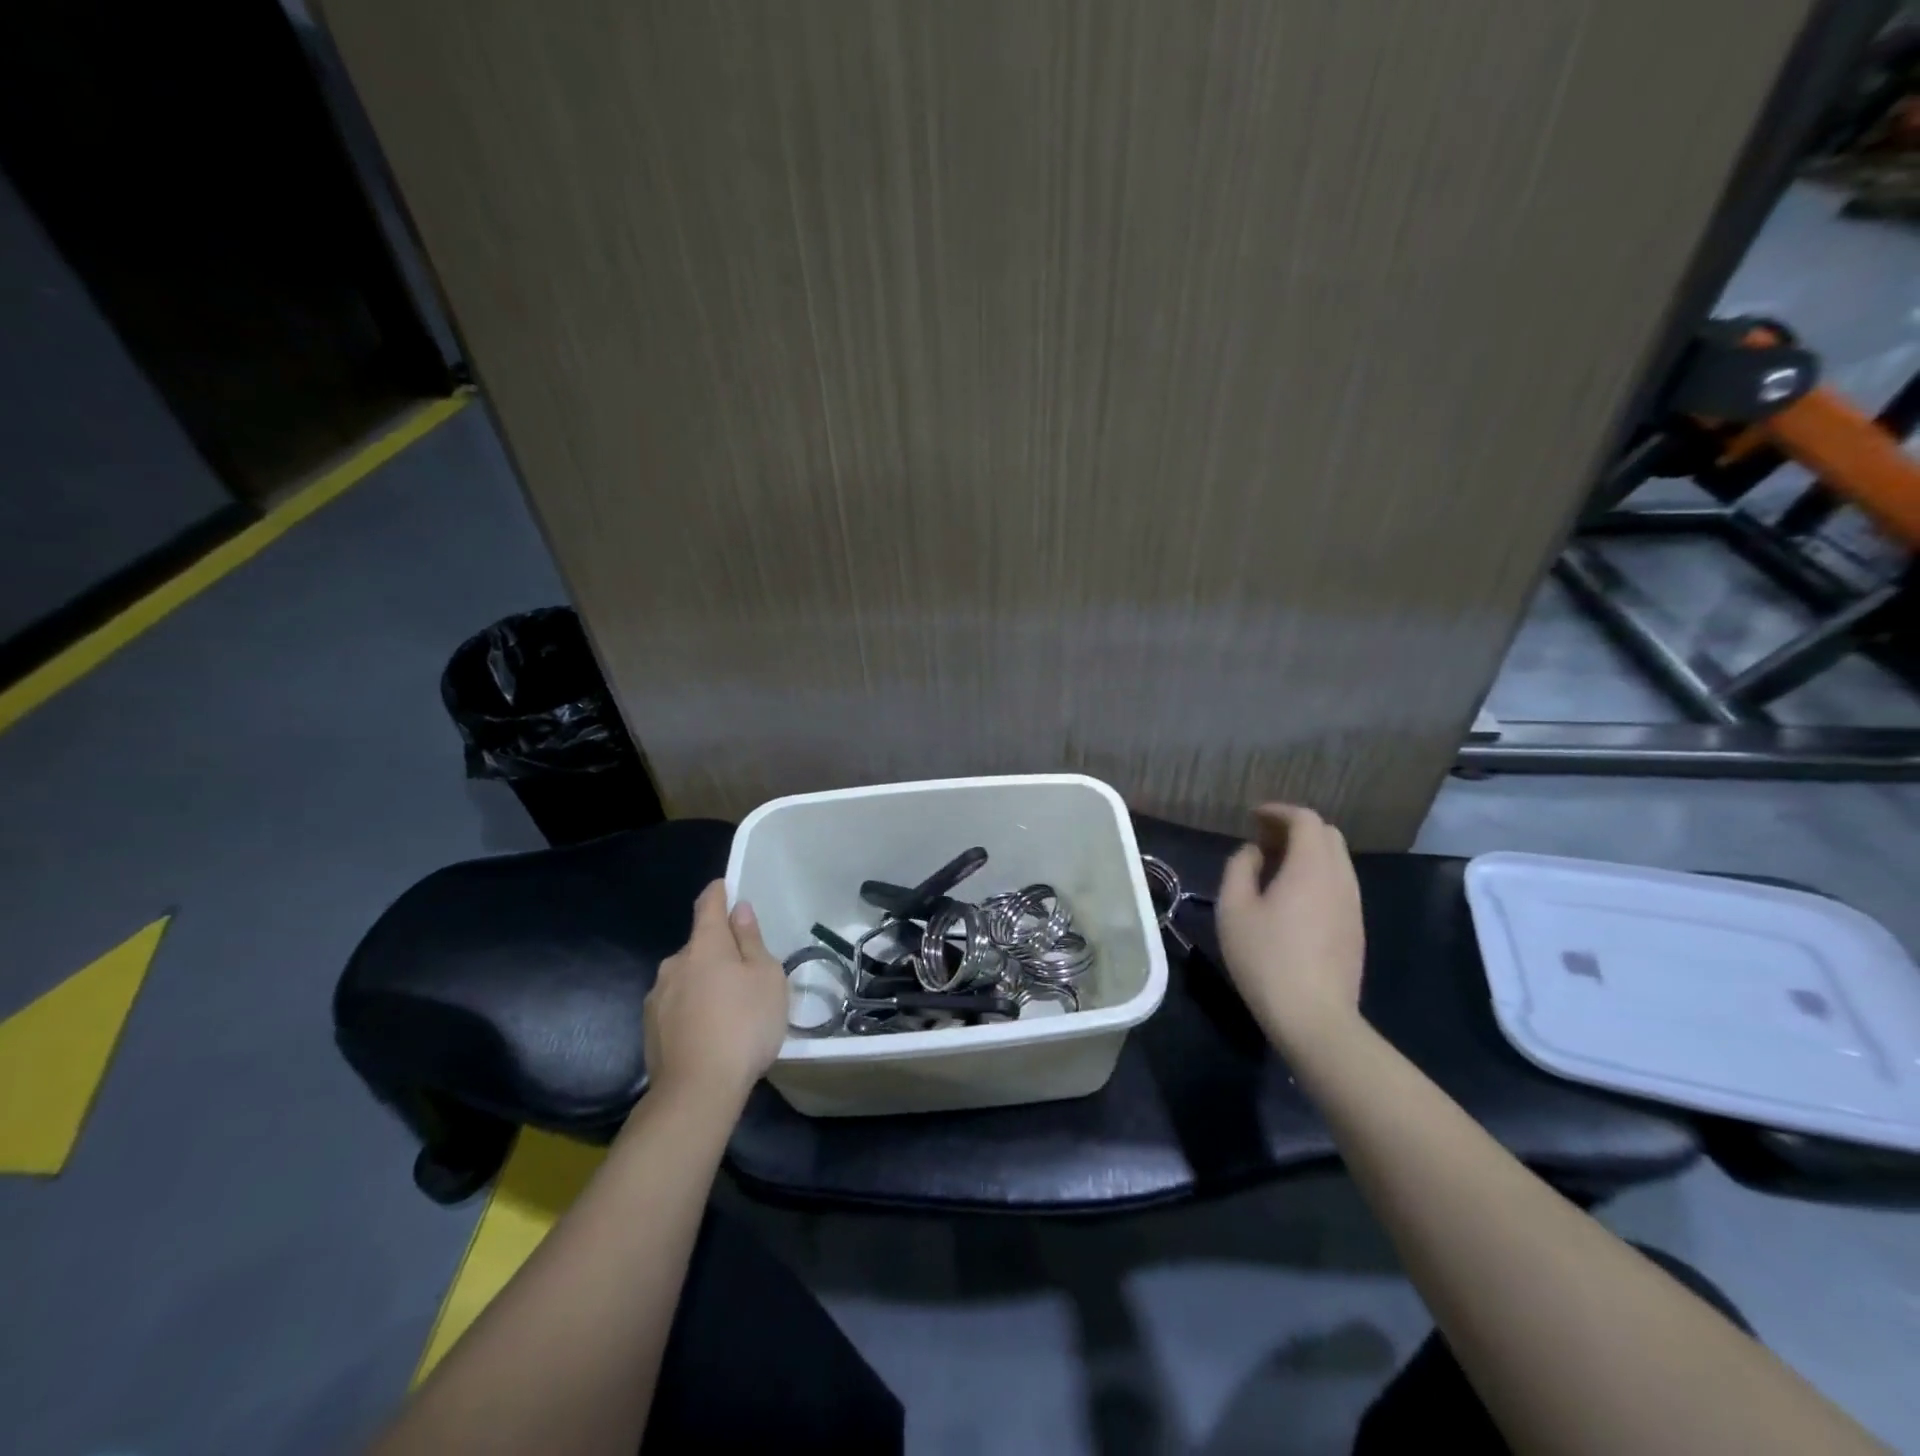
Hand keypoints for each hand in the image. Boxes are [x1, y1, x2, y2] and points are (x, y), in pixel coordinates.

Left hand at [643, 881, 787, 1107]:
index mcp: (705, 945)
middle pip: (699, 945)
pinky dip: (693, 1008)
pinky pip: (677, 1005)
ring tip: (729, 1008)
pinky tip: (709, 1031)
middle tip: (746, 972)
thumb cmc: (744, 1025)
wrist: (697, 1091)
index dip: (718, 892)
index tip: (726, 887)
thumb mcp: (766, 978)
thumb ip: (751, 941)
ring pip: (687, 977)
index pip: (708, 905)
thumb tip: (739, 910)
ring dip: (705, 982)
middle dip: (719, 950)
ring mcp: (657, 997)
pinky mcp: (650, 1029)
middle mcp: (674, 963)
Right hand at [1214, 804, 1364, 1047]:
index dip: (1278, 811)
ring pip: (1337, 860)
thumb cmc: (1266, 958)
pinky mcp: (1356, 928)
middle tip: (1263, 841)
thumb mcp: (1234, 909)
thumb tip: (1253, 852)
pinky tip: (1292, 897)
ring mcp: (1353, 905)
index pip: (1305, 819)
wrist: (1314, 1017)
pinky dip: (1317, 874)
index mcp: (1311, 867)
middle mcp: (1340, 878)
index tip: (1253, 817)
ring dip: (1308, 852)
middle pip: (1327, 835)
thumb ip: (1240, 868)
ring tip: (1274, 867)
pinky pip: (1340, 884)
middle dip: (1295, 828)